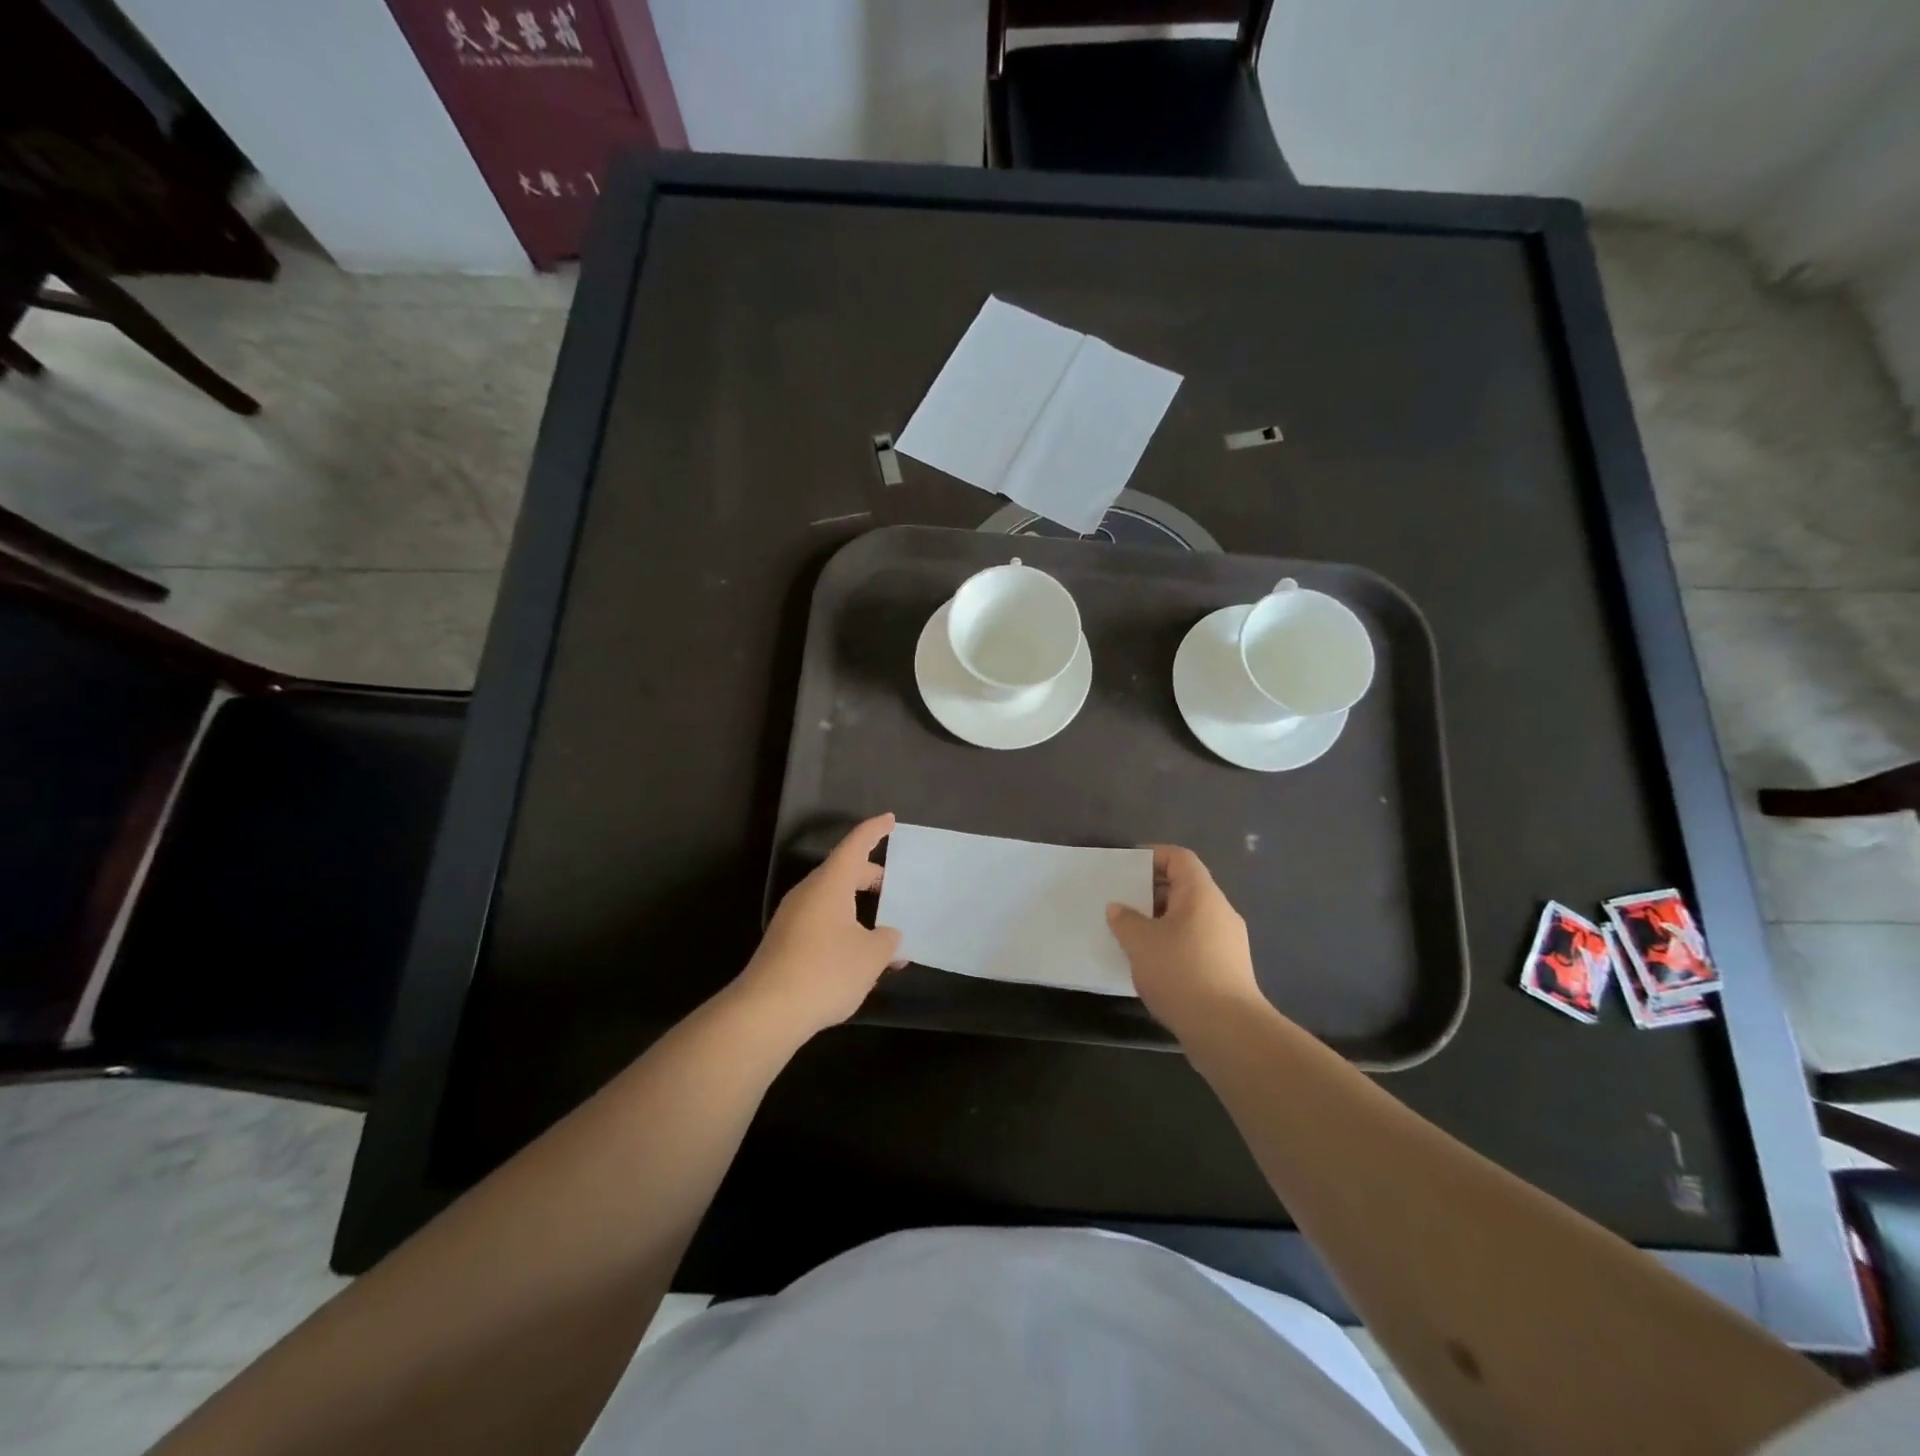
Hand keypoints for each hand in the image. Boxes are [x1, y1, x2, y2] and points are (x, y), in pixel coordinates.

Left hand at [737, 814, 902, 1040]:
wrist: (766, 1012)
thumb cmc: (825, 972)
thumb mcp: (871, 956)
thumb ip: (887, 941)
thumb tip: (888, 936)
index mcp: (830, 884)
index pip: (855, 845)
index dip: (874, 831)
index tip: (890, 819)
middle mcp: (808, 893)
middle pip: (843, 872)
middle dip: (870, 876)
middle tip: (895, 889)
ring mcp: (792, 918)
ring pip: (831, 899)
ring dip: (857, 907)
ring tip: (884, 930)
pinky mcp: (784, 943)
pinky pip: (821, 921)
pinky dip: (843, 927)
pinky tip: (858, 955)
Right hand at [1107, 846, 1262, 1039]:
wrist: (1228, 1030)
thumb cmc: (1181, 972)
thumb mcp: (1141, 942)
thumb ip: (1125, 920)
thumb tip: (1119, 909)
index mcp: (1202, 894)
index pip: (1180, 858)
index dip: (1153, 855)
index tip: (1127, 866)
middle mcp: (1220, 912)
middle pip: (1185, 888)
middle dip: (1152, 893)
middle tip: (1122, 903)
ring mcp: (1229, 942)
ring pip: (1190, 919)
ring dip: (1161, 922)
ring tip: (1132, 936)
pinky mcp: (1229, 969)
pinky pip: (1196, 943)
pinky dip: (1173, 945)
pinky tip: (1153, 965)